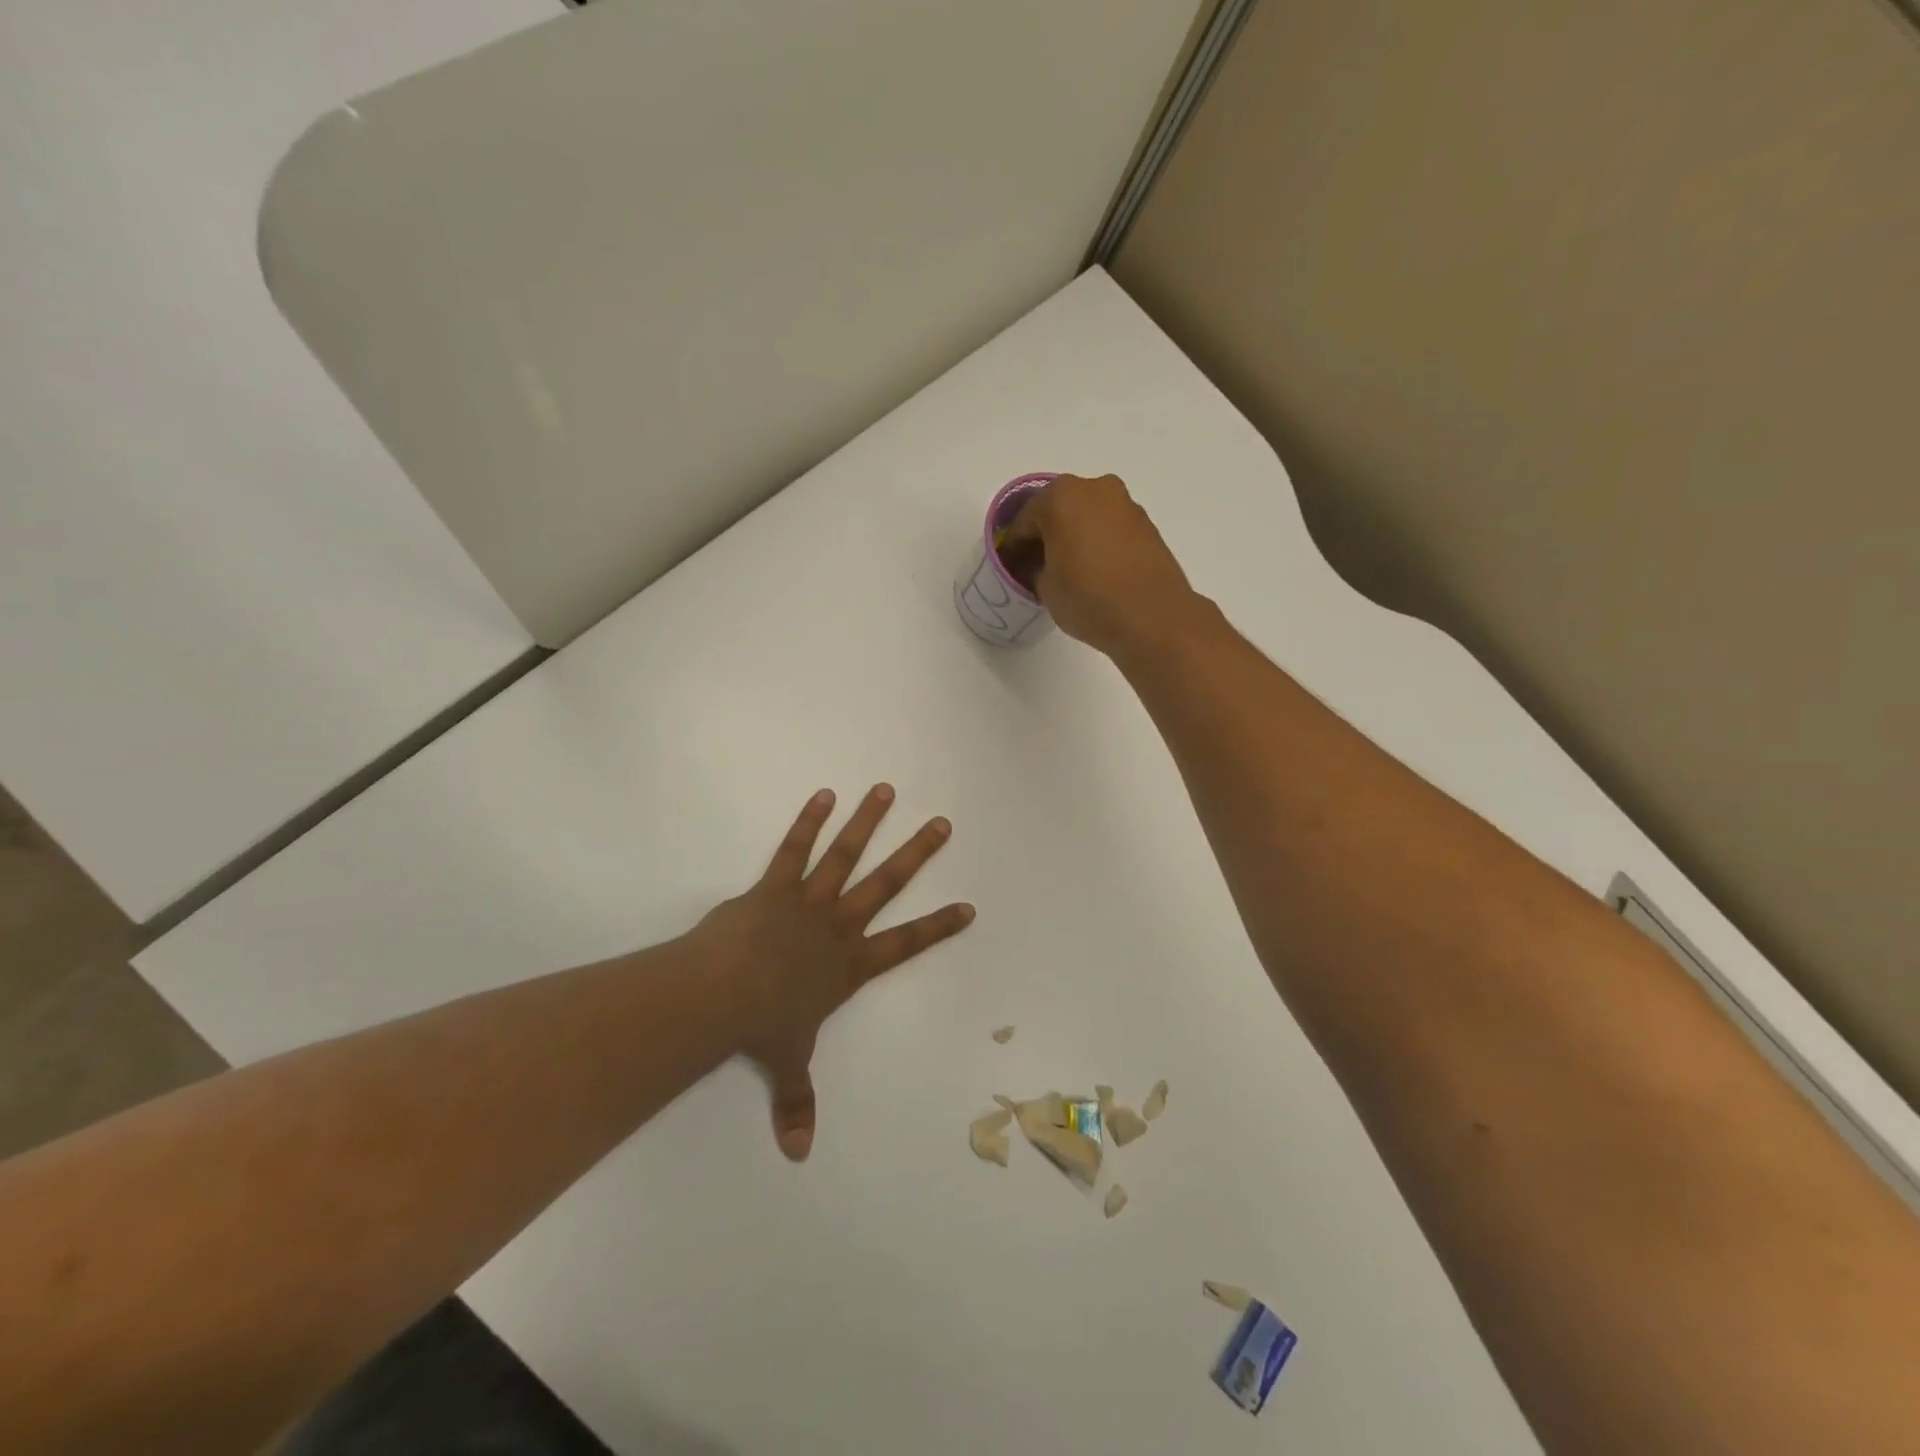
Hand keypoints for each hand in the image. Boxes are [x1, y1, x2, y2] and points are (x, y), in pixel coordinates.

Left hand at [694, 784, 974, 1161]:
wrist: (723, 994)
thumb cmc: (762, 1027)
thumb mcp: (787, 1064)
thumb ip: (796, 1103)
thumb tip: (798, 1155)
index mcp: (849, 965)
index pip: (905, 944)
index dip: (937, 927)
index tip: (967, 906)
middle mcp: (838, 926)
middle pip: (886, 884)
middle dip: (916, 853)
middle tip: (942, 824)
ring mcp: (808, 901)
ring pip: (846, 855)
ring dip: (867, 822)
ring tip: (885, 790)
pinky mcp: (774, 886)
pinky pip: (794, 849)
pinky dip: (809, 821)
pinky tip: (824, 794)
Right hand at [999, 473, 1197, 655]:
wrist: (1153, 617)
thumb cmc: (1088, 598)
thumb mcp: (1045, 588)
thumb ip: (1035, 568)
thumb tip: (1041, 564)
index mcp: (1060, 497)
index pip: (1023, 521)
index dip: (1014, 547)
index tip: (1010, 568)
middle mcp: (1094, 488)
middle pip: (1057, 510)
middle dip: (1044, 536)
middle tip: (1036, 567)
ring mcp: (1124, 504)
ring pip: (1086, 517)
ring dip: (1072, 537)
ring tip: (1067, 571)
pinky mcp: (1146, 524)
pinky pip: (1109, 528)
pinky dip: (1097, 543)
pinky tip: (1094, 571)